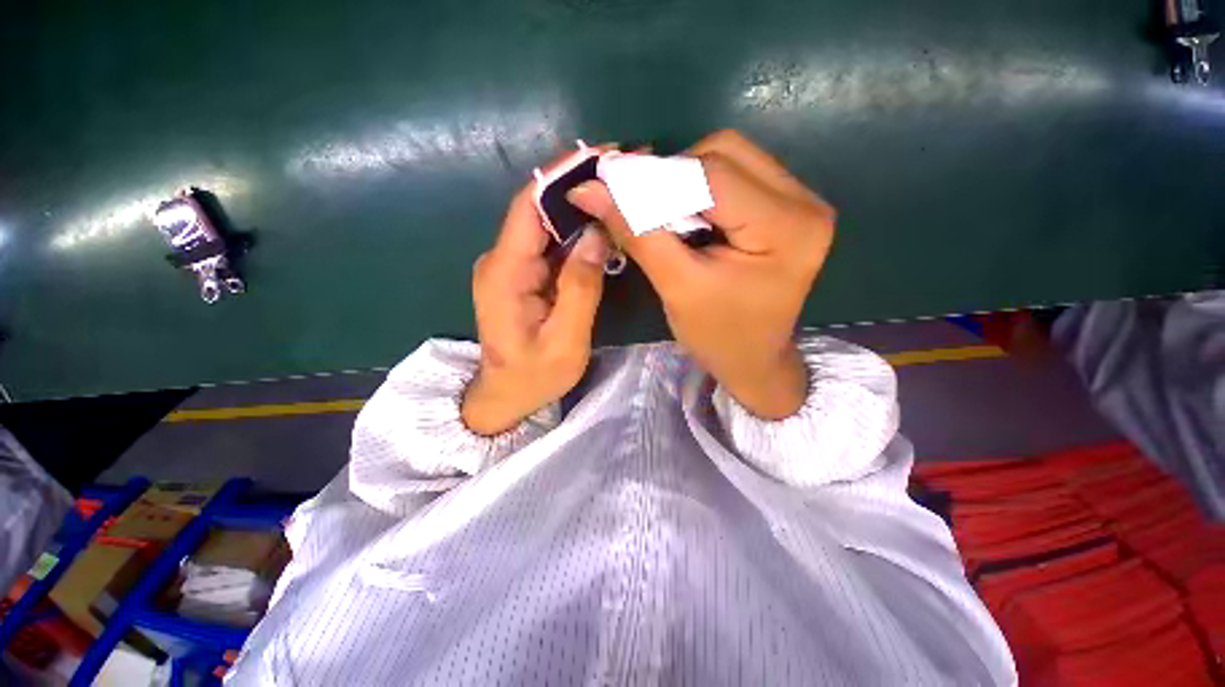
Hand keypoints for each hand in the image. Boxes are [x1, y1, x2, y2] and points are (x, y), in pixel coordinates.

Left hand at [461, 185, 609, 435]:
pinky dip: (577, 231)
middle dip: (579, 185)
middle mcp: (502, 260)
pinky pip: (551, 244)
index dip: (562, 176)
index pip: (529, 206)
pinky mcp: (523, 275)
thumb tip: (596, 235)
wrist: (505, 396)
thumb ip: (580, 289)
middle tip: (624, 171)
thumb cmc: (533, 376)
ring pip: (547, 224)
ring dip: (581, 206)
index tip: (601, 155)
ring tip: (620, 191)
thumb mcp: (565, 341)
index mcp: (505, 273)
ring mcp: (512, 266)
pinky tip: (603, 225)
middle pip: (539, 208)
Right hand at [568, 130, 835, 418]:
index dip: (657, 175)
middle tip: (641, 206)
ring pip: (728, 158)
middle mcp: (804, 201)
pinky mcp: (785, 207)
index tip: (611, 187)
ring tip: (664, 216)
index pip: (714, 174)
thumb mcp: (676, 287)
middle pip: (725, 153)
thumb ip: (638, 233)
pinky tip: (685, 216)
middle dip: (673, 175)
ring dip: (685, 180)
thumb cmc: (719, 336)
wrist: (753, 360)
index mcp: (786, 227)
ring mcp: (800, 200)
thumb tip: (589, 189)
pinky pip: (735, 175)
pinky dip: (699, 189)